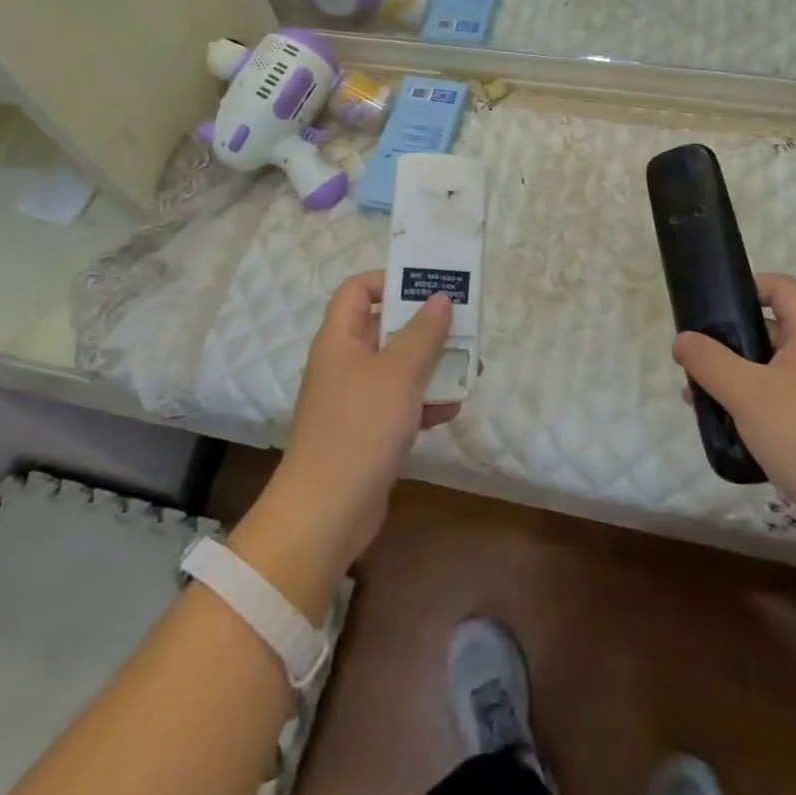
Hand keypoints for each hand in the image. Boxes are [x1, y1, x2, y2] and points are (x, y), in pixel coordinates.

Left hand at [251, 274, 458, 580]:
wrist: (327, 513)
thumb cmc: (360, 428)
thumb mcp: (399, 373)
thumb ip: (424, 333)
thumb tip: (440, 299)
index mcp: (340, 339)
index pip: (357, 290)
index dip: (389, 281)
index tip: (427, 288)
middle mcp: (344, 363)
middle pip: (384, 327)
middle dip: (424, 326)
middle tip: (462, 325)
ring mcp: (353, 399)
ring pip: (397, 367)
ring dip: (431, 365)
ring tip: (468, 367)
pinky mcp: (366, 432)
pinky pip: (398, 403)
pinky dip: (423, 402)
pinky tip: (451, 409)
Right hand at [673, 274, 795, 546]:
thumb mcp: (746, 391)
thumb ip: (709, 361)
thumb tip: (682, 340)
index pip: (781, 288)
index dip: (748, 286)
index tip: (713, 304)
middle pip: (770, 329)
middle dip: (729, 340)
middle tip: (695, 357)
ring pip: (770, 370)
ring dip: (734, 377)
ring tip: (698, 395)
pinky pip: (778, 403)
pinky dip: (750, 407)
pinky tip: (723, 427)